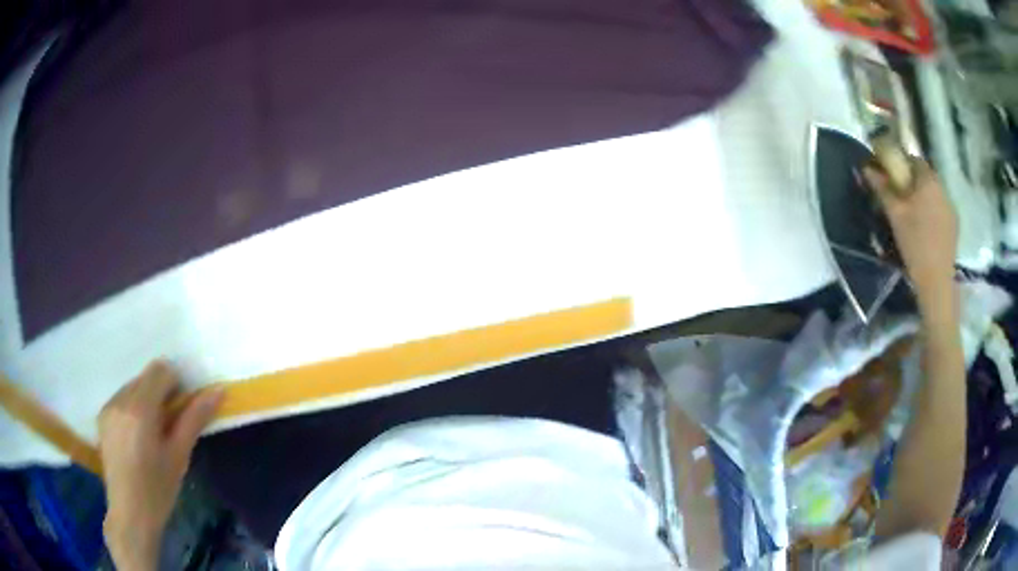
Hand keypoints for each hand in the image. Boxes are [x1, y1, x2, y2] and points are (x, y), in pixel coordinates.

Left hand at [99, 361, 223, 570]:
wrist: (130, 514)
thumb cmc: (159, 489)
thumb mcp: (180, 455)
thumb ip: (195, 419)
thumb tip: (218, 391)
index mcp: (140, 408)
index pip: (160, 370)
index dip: (176, 384)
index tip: (183, 410)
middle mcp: (120, 399)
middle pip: (146, 377)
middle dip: (161, 393)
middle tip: (170, 426)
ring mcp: (108, 406)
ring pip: (133, 386)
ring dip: (147, 400)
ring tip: (153, 434)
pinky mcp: (102, 416)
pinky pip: (122, 398)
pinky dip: (134, 408)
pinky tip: (137, 438)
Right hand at [864, 160, 958, 320]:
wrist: (937, 280)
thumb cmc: (914, 243)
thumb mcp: (895, 215)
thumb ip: (882, 188)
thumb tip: (867, 167)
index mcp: (927, 180)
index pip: (913, 159)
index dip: (902, 164)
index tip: (893, 177)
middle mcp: (942, 187)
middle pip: (925, 176)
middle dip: (914, 182)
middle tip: (902, 198)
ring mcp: (950, 207)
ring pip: (934, 193)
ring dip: (924, 197)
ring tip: (914, 215)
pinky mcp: (954, 225)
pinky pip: (941, 208)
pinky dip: (933, 211)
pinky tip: (927, 228)